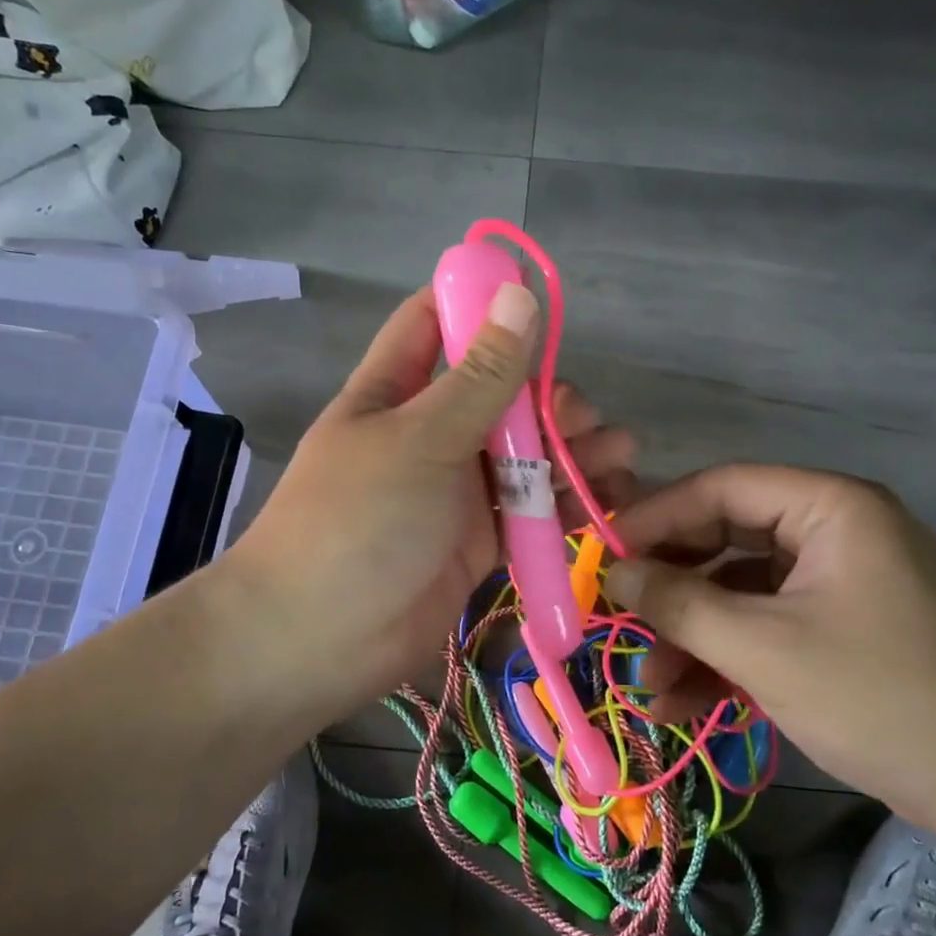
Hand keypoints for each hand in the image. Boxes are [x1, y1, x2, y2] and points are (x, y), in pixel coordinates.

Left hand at [217, 285, 636, 720]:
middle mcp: (427, 434)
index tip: (535, 294)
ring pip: (522, 456)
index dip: (478, 301)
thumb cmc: (358, 521)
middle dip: (547, 397)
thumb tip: (518, 294)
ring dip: (569, 451)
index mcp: (394, 392)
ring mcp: (454, 492)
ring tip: (617, 455)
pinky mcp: (477, 542)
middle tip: (584, 418)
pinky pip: (528, 512)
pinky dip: (564, 505)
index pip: (433, 324)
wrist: (317, 641)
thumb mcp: (421, 439)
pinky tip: (605, 499)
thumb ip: (480, 376)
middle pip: (497, 396)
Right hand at [606, 464, 935, 837]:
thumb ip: (680, 602)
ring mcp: (835, 583)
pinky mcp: (837, 629)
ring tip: (649, 685)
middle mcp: (832, 531)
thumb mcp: (764, 649)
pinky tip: (683, 702)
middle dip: (671, 588)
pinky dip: (726, 659)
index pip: (720, 488)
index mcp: (829, 507)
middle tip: (618, 619)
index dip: (654, 518)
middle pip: (725, 539)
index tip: (601, 556)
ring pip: (739, 591)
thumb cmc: (882, 697)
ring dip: (691, 636)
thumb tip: (613, 570)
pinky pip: (765, 627)